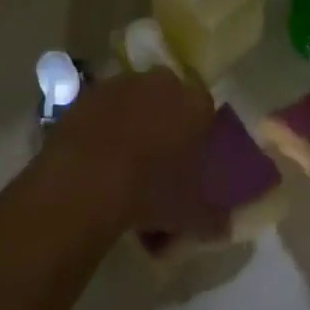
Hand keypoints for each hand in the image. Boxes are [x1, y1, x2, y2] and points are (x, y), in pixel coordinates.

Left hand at [48, 69, 225, 237]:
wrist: (85, 179)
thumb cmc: (150, 191)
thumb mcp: (191, 214)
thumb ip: (213, 218)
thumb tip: (224, 226)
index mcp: (195, 103)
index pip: (205, 110)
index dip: (197, 135)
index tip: (188, 162)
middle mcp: (161, 83)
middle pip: (168, 99)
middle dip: (164, 122)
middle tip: (156, 161)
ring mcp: (122, 83)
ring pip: (134, 101)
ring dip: (132, 123)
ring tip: (122, 164)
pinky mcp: (89, 93)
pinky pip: (103, 109)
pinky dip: (102, 127)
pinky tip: (96, 159)